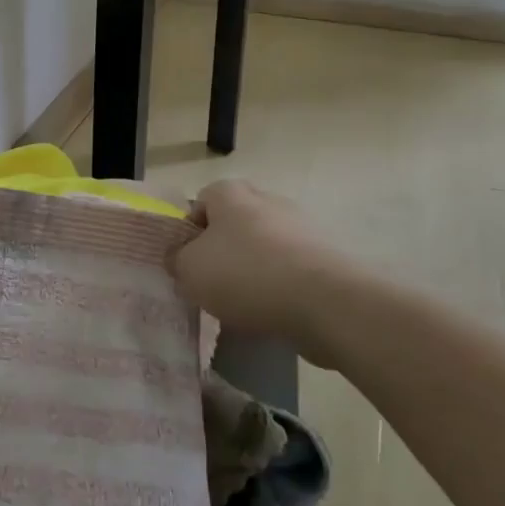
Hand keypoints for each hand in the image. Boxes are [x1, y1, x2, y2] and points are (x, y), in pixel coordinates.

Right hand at [170, 180, 367, 366]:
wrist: (327, 303)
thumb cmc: (246, 275)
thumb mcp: (190, 270)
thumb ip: (176, 260)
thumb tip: (180, 258)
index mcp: (231, 193)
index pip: (200, 202)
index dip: (190, 232)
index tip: (188, 263)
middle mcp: (268, 200)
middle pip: (235, 223)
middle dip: (224, 250)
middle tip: (213, 282)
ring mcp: (302, 227)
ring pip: (265, 247)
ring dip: (254, 270)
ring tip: (244, 305)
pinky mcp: (328, 258)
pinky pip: (292, 269)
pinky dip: (281, 287)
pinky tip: (274, 312)